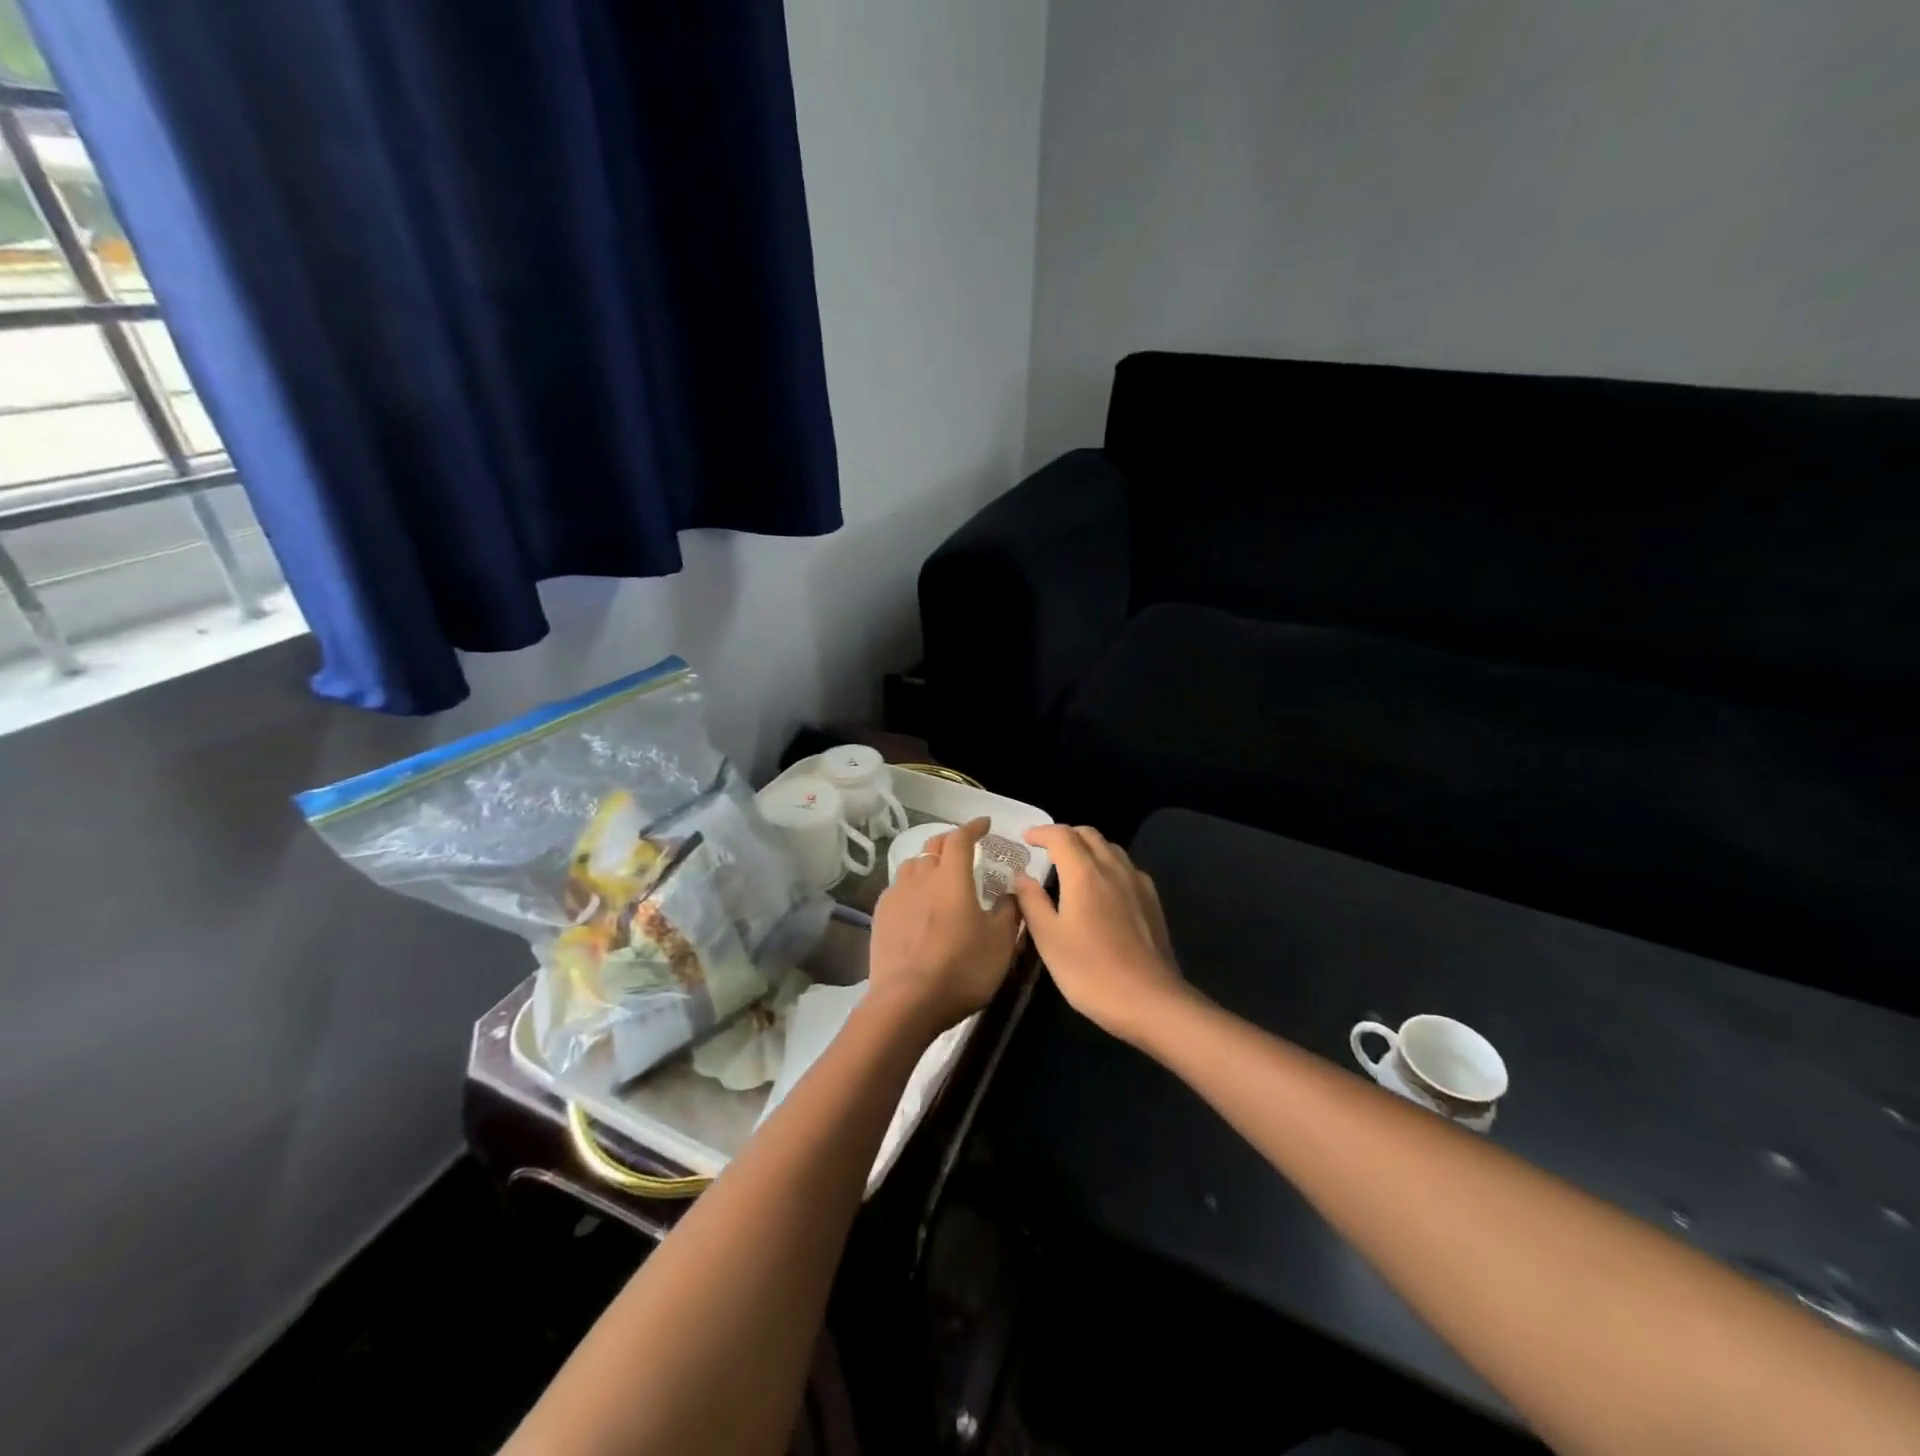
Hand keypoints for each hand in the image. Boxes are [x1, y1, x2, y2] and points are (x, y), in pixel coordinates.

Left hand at [866, 817, 1020, 1037]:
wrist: (907, 1002)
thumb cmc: (962, 969)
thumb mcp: (1001, 943)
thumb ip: (1009, 912)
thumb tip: (1009, 892)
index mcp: (952, 877)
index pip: (961, 838)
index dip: (973, 827)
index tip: (984, 824)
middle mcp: (921, 877)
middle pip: (933, 845)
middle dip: (951, 840)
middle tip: (964, 846)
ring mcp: (896, 895)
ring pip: (913, 865)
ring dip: (929, 863)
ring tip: (939, 874)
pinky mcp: (880, 916)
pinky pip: (898, 889)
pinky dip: (912, 887)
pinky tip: (918, 904)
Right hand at [1012, 824, 1187, 1044]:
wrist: (1150, 1000)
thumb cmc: (1090, 971)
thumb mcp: (1049, 939)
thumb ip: (1032, 902)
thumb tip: (1022, 876)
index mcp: (1084, 873)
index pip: (1061, 836)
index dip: (1041, 832)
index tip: (1025, 838)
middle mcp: (1113, 868)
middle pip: (1089, 835)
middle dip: (1065, 835)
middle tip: (1046, 850)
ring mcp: (1137, 883)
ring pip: (1110, 848)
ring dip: (1088, 848)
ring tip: (1071, 866)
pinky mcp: (1152, 901)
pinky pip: (1126, 868)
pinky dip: (1107, 865)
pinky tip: (1102, 889)